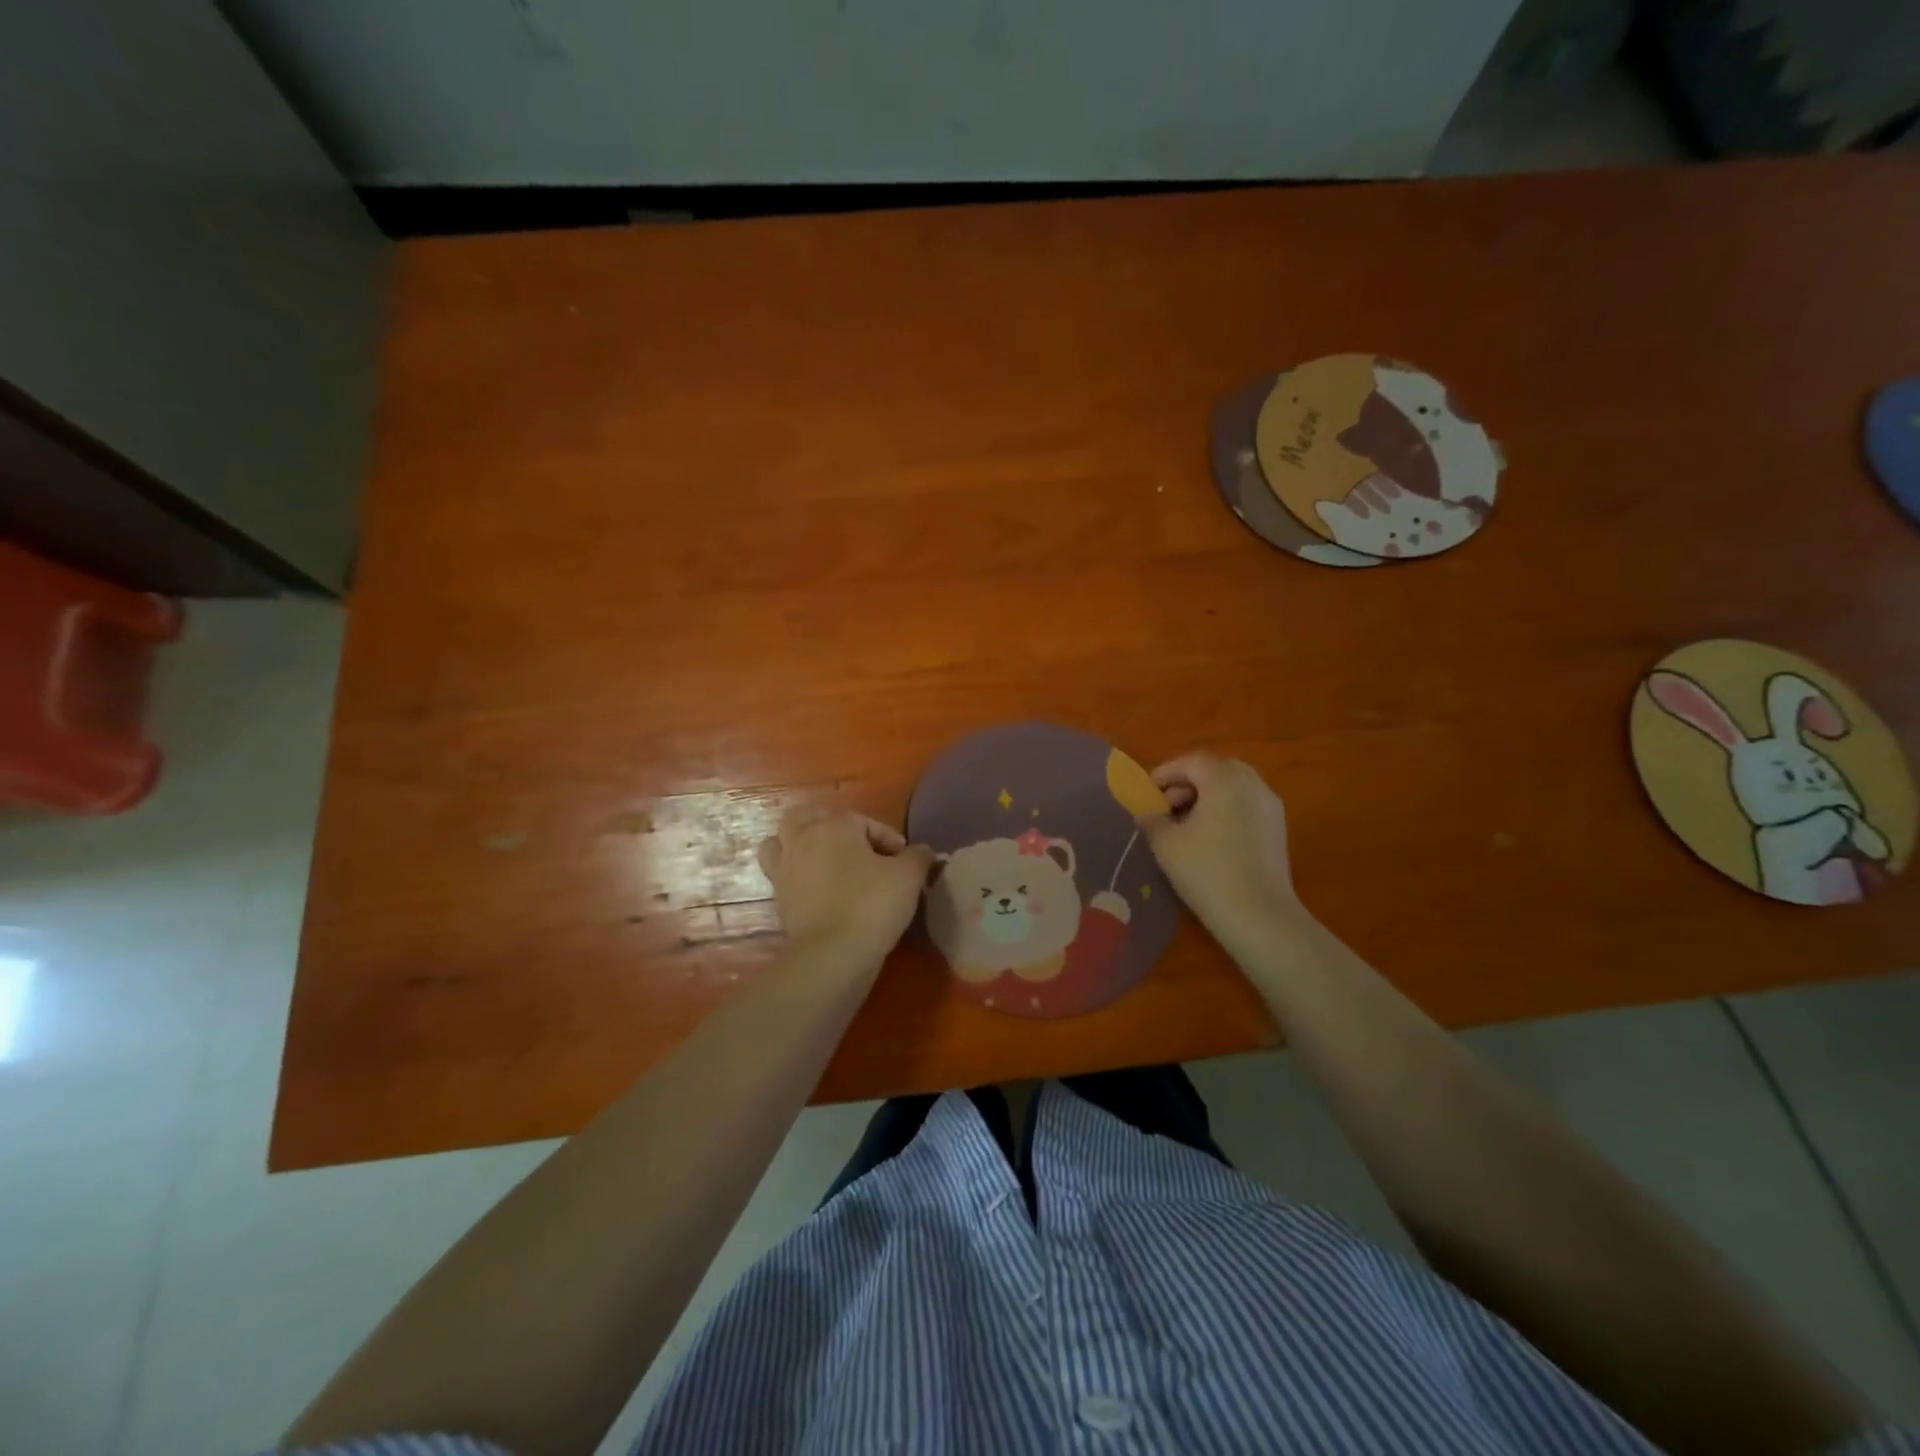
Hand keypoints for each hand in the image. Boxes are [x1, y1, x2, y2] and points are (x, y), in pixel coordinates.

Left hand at [757, 807, 933, 975]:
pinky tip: (816, 887)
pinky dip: (795, 874)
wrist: (832, 954)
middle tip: (854, 844)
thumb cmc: (872, 905)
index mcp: (834, 827)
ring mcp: (785, 869)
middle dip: (830, 824)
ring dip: (799, 843)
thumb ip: (917, 856)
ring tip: (821, 857)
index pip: (864, 821)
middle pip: (807, 816)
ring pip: (781, 841)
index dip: (887, 837)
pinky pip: (780, 874)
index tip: (904, 859)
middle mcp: (803, 840)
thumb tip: (921, 851)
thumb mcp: (908, 877)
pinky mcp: (779, 898)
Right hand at [1136, 754, 1309, 957]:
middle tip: (1166, 806)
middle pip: (1215, 770)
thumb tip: (1147, 812)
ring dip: (1207, 797)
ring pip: (1233, 788)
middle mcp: (1252, 784)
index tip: (1146, 793)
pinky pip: (1246, 806)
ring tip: (1184, 825)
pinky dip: (1225, 811)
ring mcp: (1270, 807)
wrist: (1258, 915)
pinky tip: (1209, 839)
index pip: (1191, 762)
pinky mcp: (1278, 830)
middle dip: (1188, 783)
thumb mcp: (1165, 843)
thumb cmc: (1205, 870)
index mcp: (1224, 779)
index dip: (1165, 774)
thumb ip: (1151, 819)